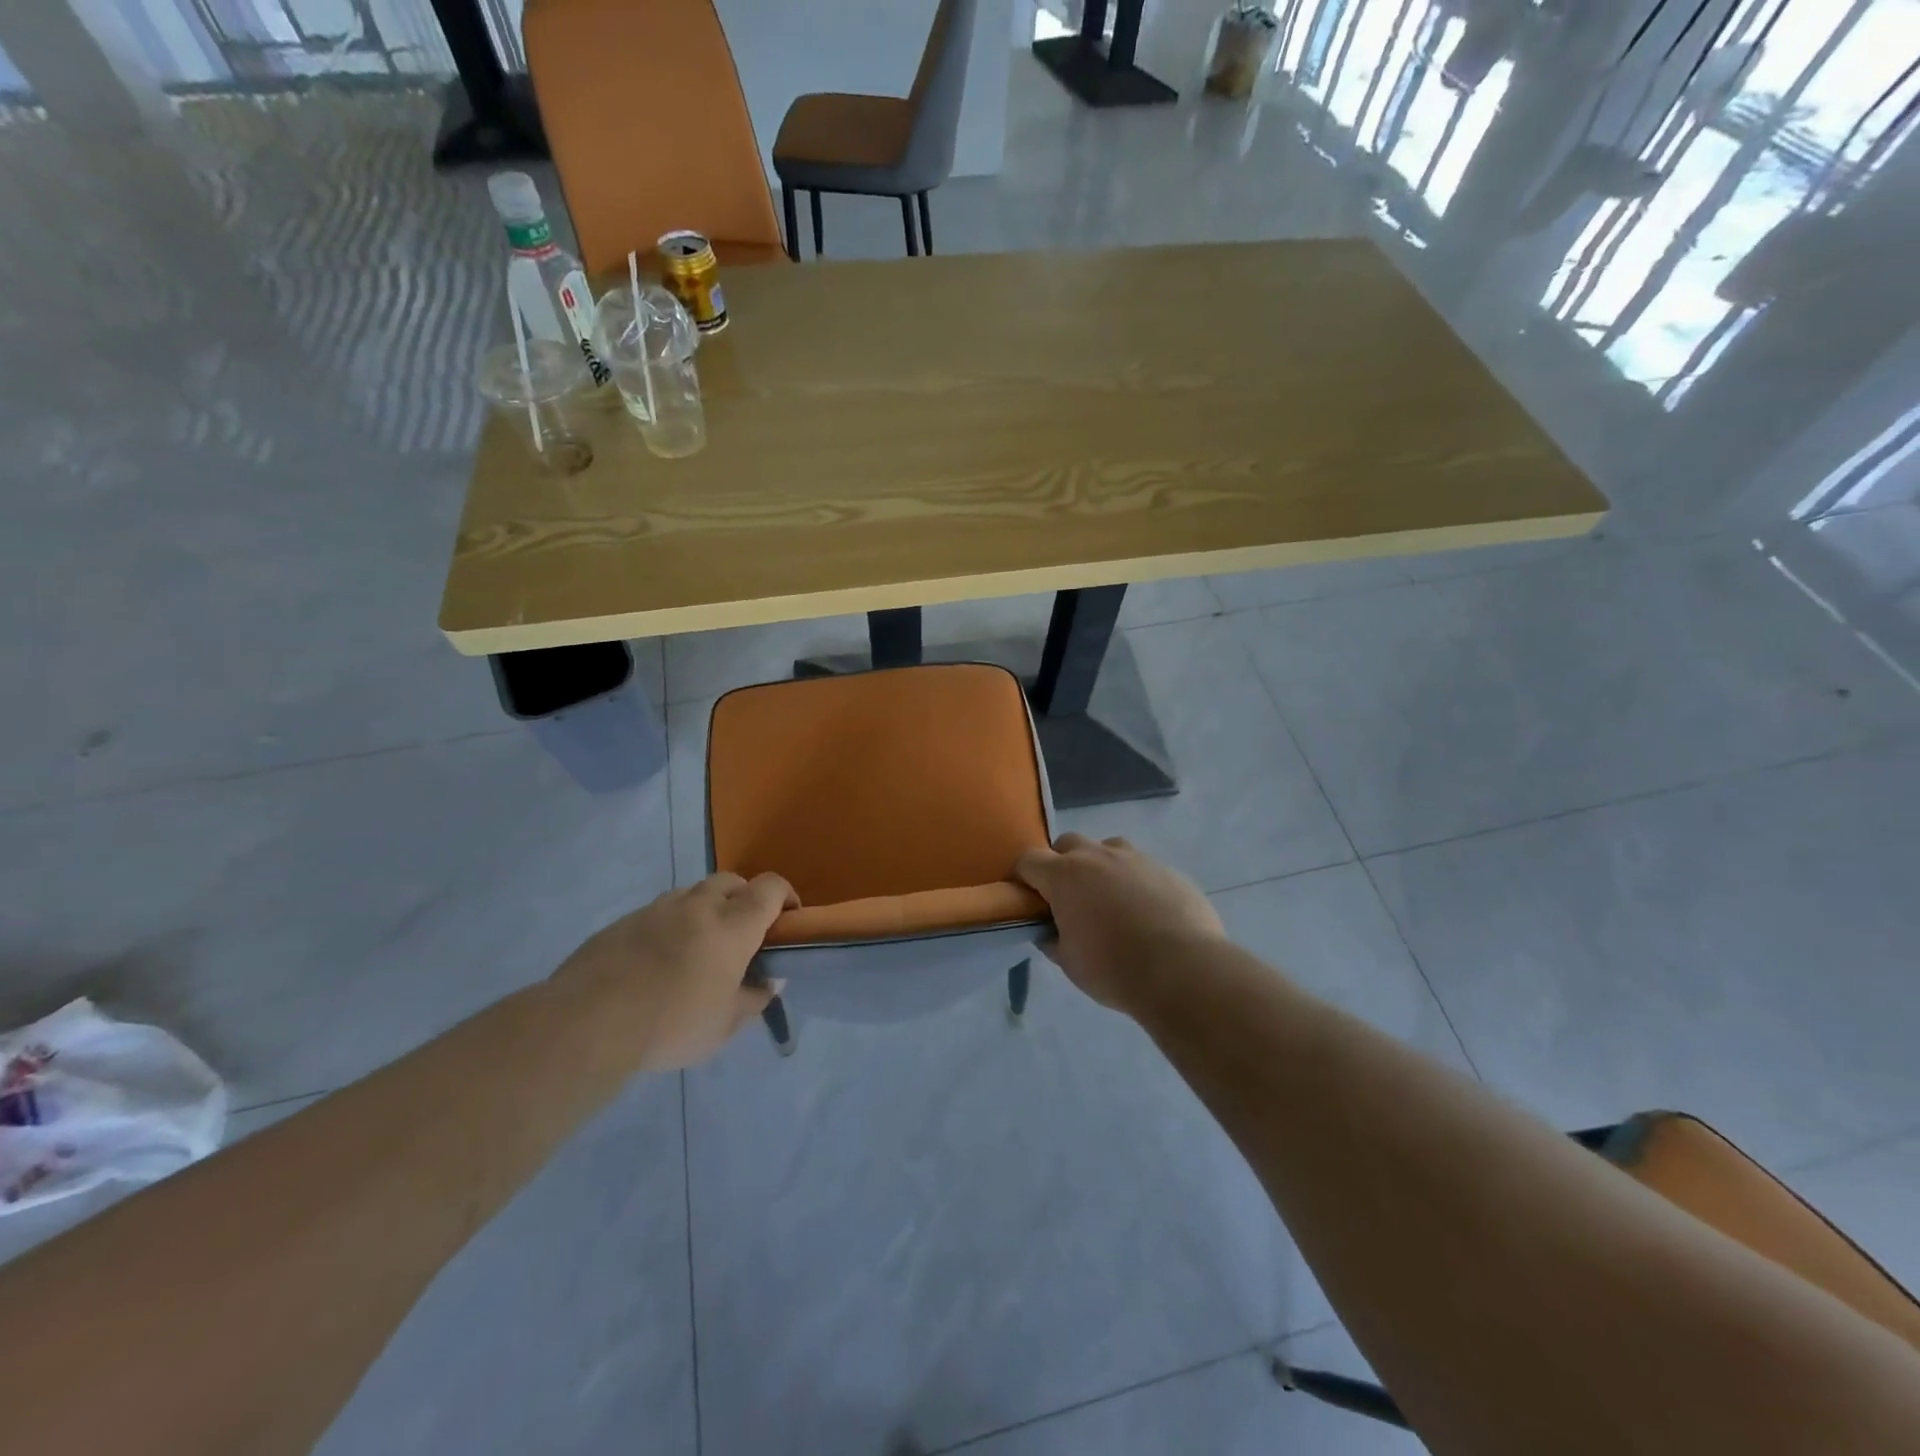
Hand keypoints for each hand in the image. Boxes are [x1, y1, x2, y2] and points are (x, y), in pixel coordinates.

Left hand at [549, 873, 796, 1071]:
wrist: (588, 1022)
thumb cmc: (672, 1023)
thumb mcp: (724, 1025)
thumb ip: (753, 999)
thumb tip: (768, 983)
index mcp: (733, 925)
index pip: (771, 888)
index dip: (786, 896)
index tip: (788, 919)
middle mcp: (698, 905)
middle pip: (732, 881)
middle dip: (744, 898)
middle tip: (742, 934)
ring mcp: (657, 909)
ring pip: (693, 893)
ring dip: (705, 909)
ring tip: (698, 947)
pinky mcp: (623, 921)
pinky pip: (658, 913)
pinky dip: (670, 926)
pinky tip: (657, 961)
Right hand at [1014, 834, 1225, 1011]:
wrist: (1183, 970)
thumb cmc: (1113, 968)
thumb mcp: (1070, 962)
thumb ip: (1054, 939)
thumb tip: (1050, 931)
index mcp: (1065, 876)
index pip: (1029, 860)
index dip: (1022, 876)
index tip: (1025, 897)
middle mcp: (1098, 856)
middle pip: (1068, 844)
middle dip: (1062, 864)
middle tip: (1068, 898)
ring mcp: (1137, 859)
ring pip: (1108, 849)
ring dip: (1101, 867)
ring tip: (1110, 901)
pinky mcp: (1169, 870)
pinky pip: (1143, 868)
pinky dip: (1136, 883)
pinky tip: (1147, 914)